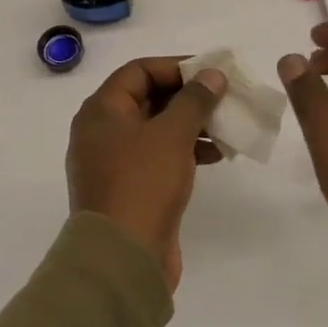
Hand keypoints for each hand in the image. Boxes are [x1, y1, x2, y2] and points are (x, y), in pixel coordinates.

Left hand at [67, 58, 226, 291]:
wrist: (122, 260)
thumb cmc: (142, 183)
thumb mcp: (172, 134)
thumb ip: (194, 99)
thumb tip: (212, 74)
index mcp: (101, 111)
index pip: (139, 71)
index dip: (176, 66)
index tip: (210, 73)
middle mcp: (102, 132)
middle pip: (149, 99)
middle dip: (189, 97)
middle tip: (224, 98)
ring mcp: (114, 163)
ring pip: (157, 129)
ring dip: (192, 125)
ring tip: (226, 128)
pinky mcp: (129, 189)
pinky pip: (159, 157)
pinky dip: (185, 150)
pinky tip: (216, 156)